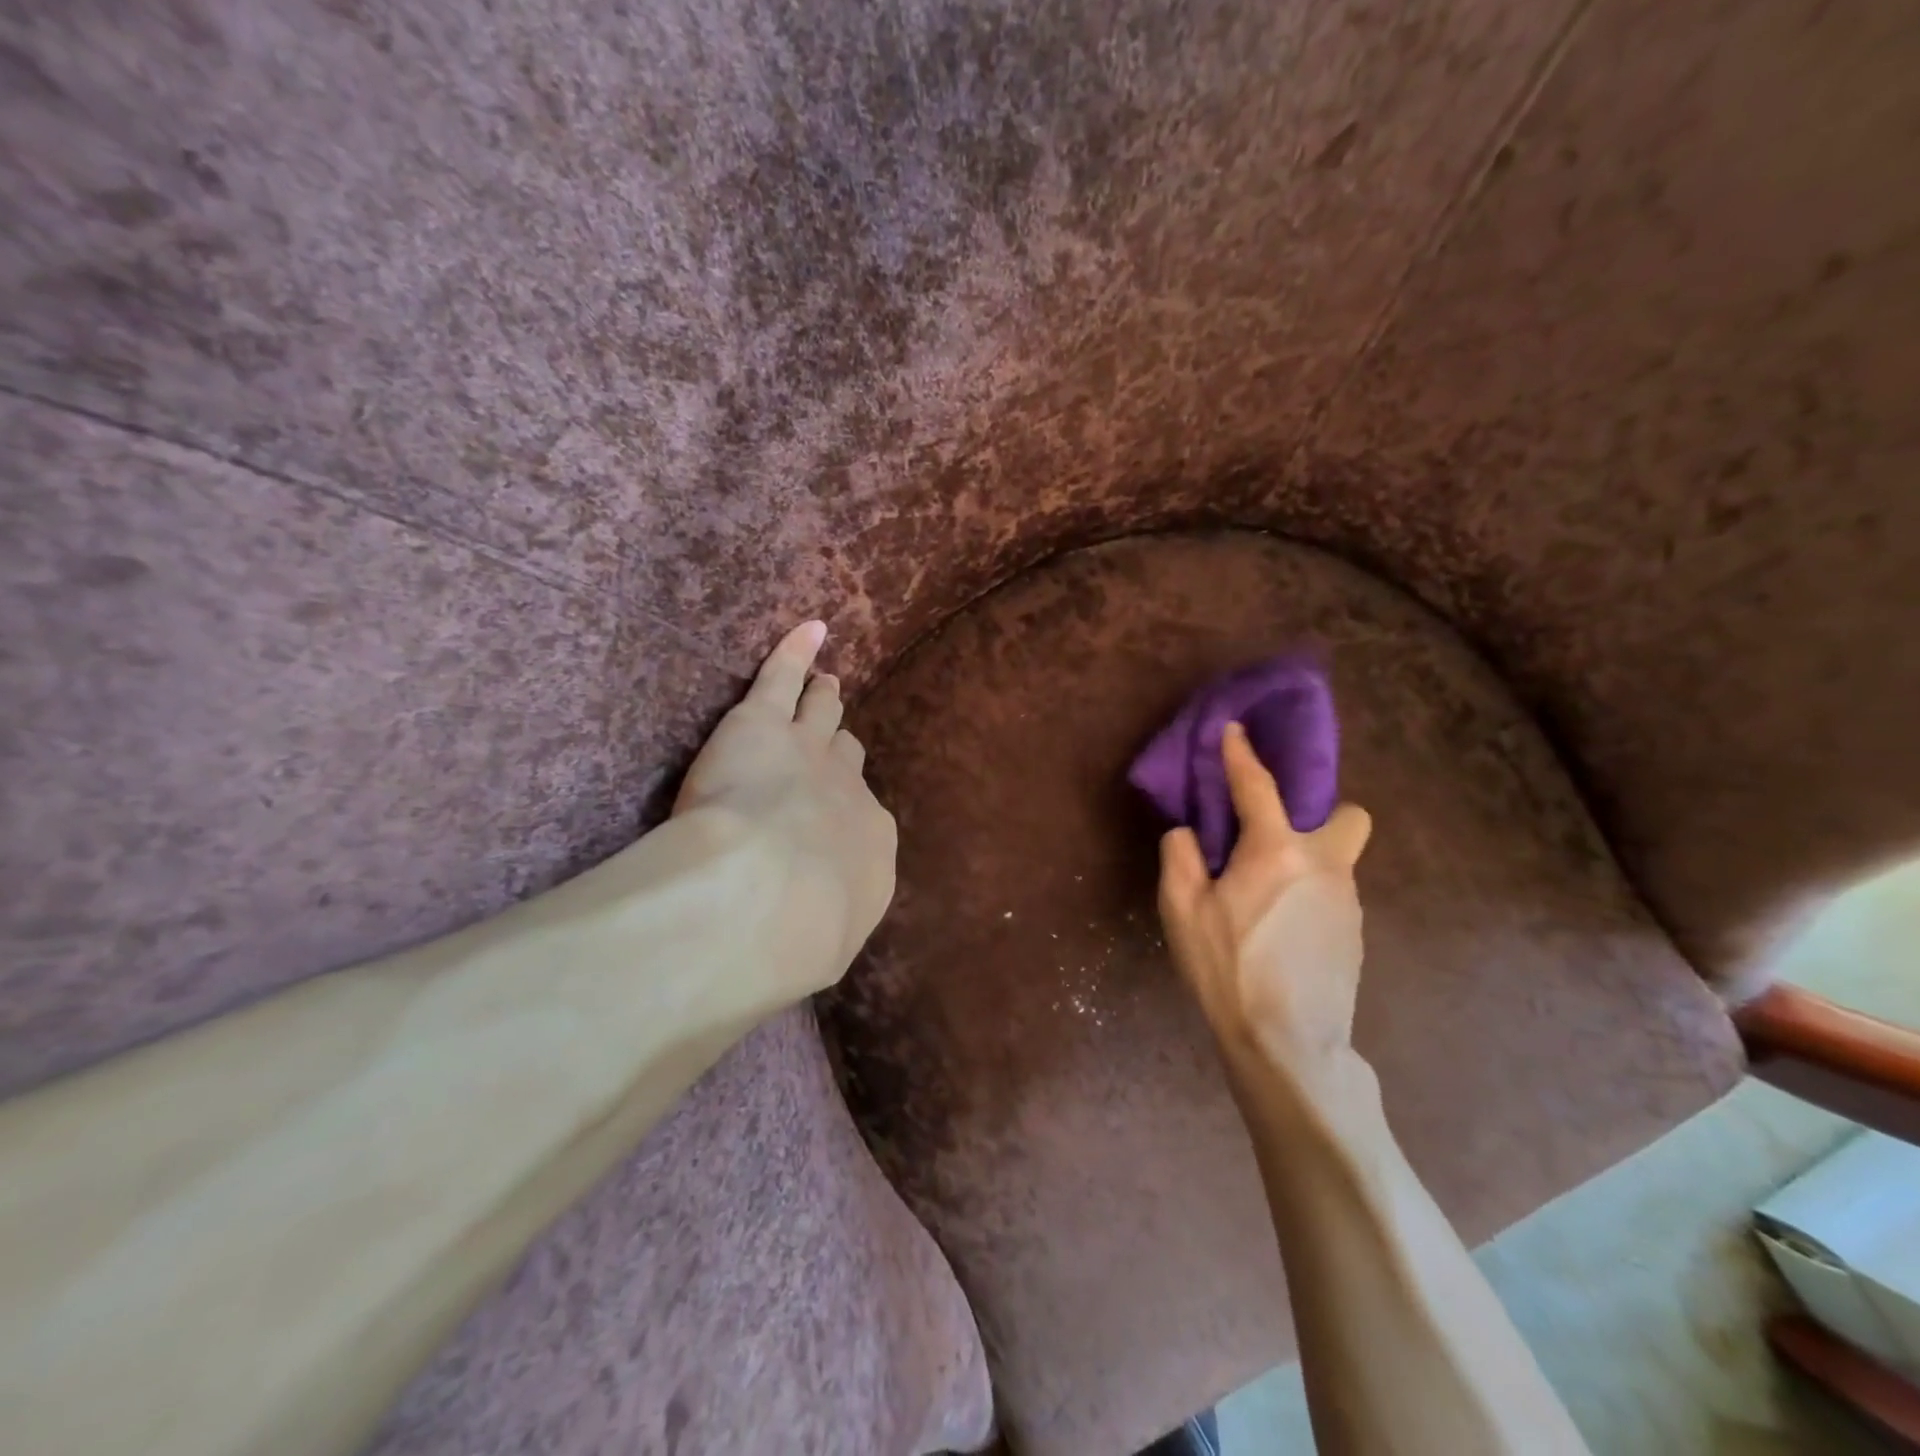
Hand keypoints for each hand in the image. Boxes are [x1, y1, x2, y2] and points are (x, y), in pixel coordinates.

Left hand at [674, 621, 896, 995]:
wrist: (769, 892)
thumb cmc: (798, 936)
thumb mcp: (823, 948)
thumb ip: (824, 930)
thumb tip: (815, 937)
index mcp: (867, 845)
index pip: (862, 820)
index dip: (845, 813)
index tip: (830, 820)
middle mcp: (847, 791)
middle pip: (848, 760)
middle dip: (841, 751)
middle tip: (835, 741)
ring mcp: (809, 750)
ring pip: (822, 714)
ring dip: (824, 699)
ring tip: (826, 684)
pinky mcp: (763, 722)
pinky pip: (783, 676)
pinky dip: (796, 651)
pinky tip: (809, 630)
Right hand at [1158, 722, 1372, 1081]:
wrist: (1287, 1044)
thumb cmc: (1227, 968)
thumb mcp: (1181, 910)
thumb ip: (1180, 856)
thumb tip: (1189, 832)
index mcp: (1277, 851)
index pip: (1258, 786)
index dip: (1242, 754)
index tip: (1235, 730)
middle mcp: (1325, 865)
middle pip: (1348, 816)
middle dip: (1321, 814)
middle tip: (1277, 840)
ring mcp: (1348, 902)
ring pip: (1336, 861)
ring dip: (1305, 863)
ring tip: (1265, 901)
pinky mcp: (1356, 936)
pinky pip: (1333, 896)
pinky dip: (1309, 897)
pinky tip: (1282, 933)